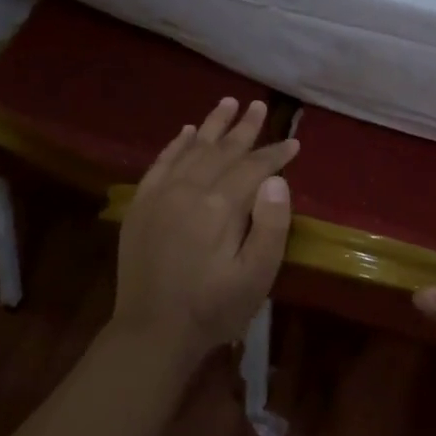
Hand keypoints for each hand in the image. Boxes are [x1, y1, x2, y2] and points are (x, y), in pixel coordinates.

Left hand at [114, 98, 298, 362]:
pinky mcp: (142, 206)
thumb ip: (270, 226)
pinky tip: (186, 132)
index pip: (253, 168)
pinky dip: (176, 145)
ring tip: (228, 102)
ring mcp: (161, 196)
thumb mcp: (256, 276)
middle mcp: (188, 191)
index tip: (294, 143)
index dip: (275, 154)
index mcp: (219, 207)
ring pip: (192, 149)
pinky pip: (161, 164)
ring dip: (212, 125)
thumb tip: (276, 180)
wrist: (152, 333)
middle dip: (245, 127)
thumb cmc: (213, 308)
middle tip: (259, 105)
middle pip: (222, 150)